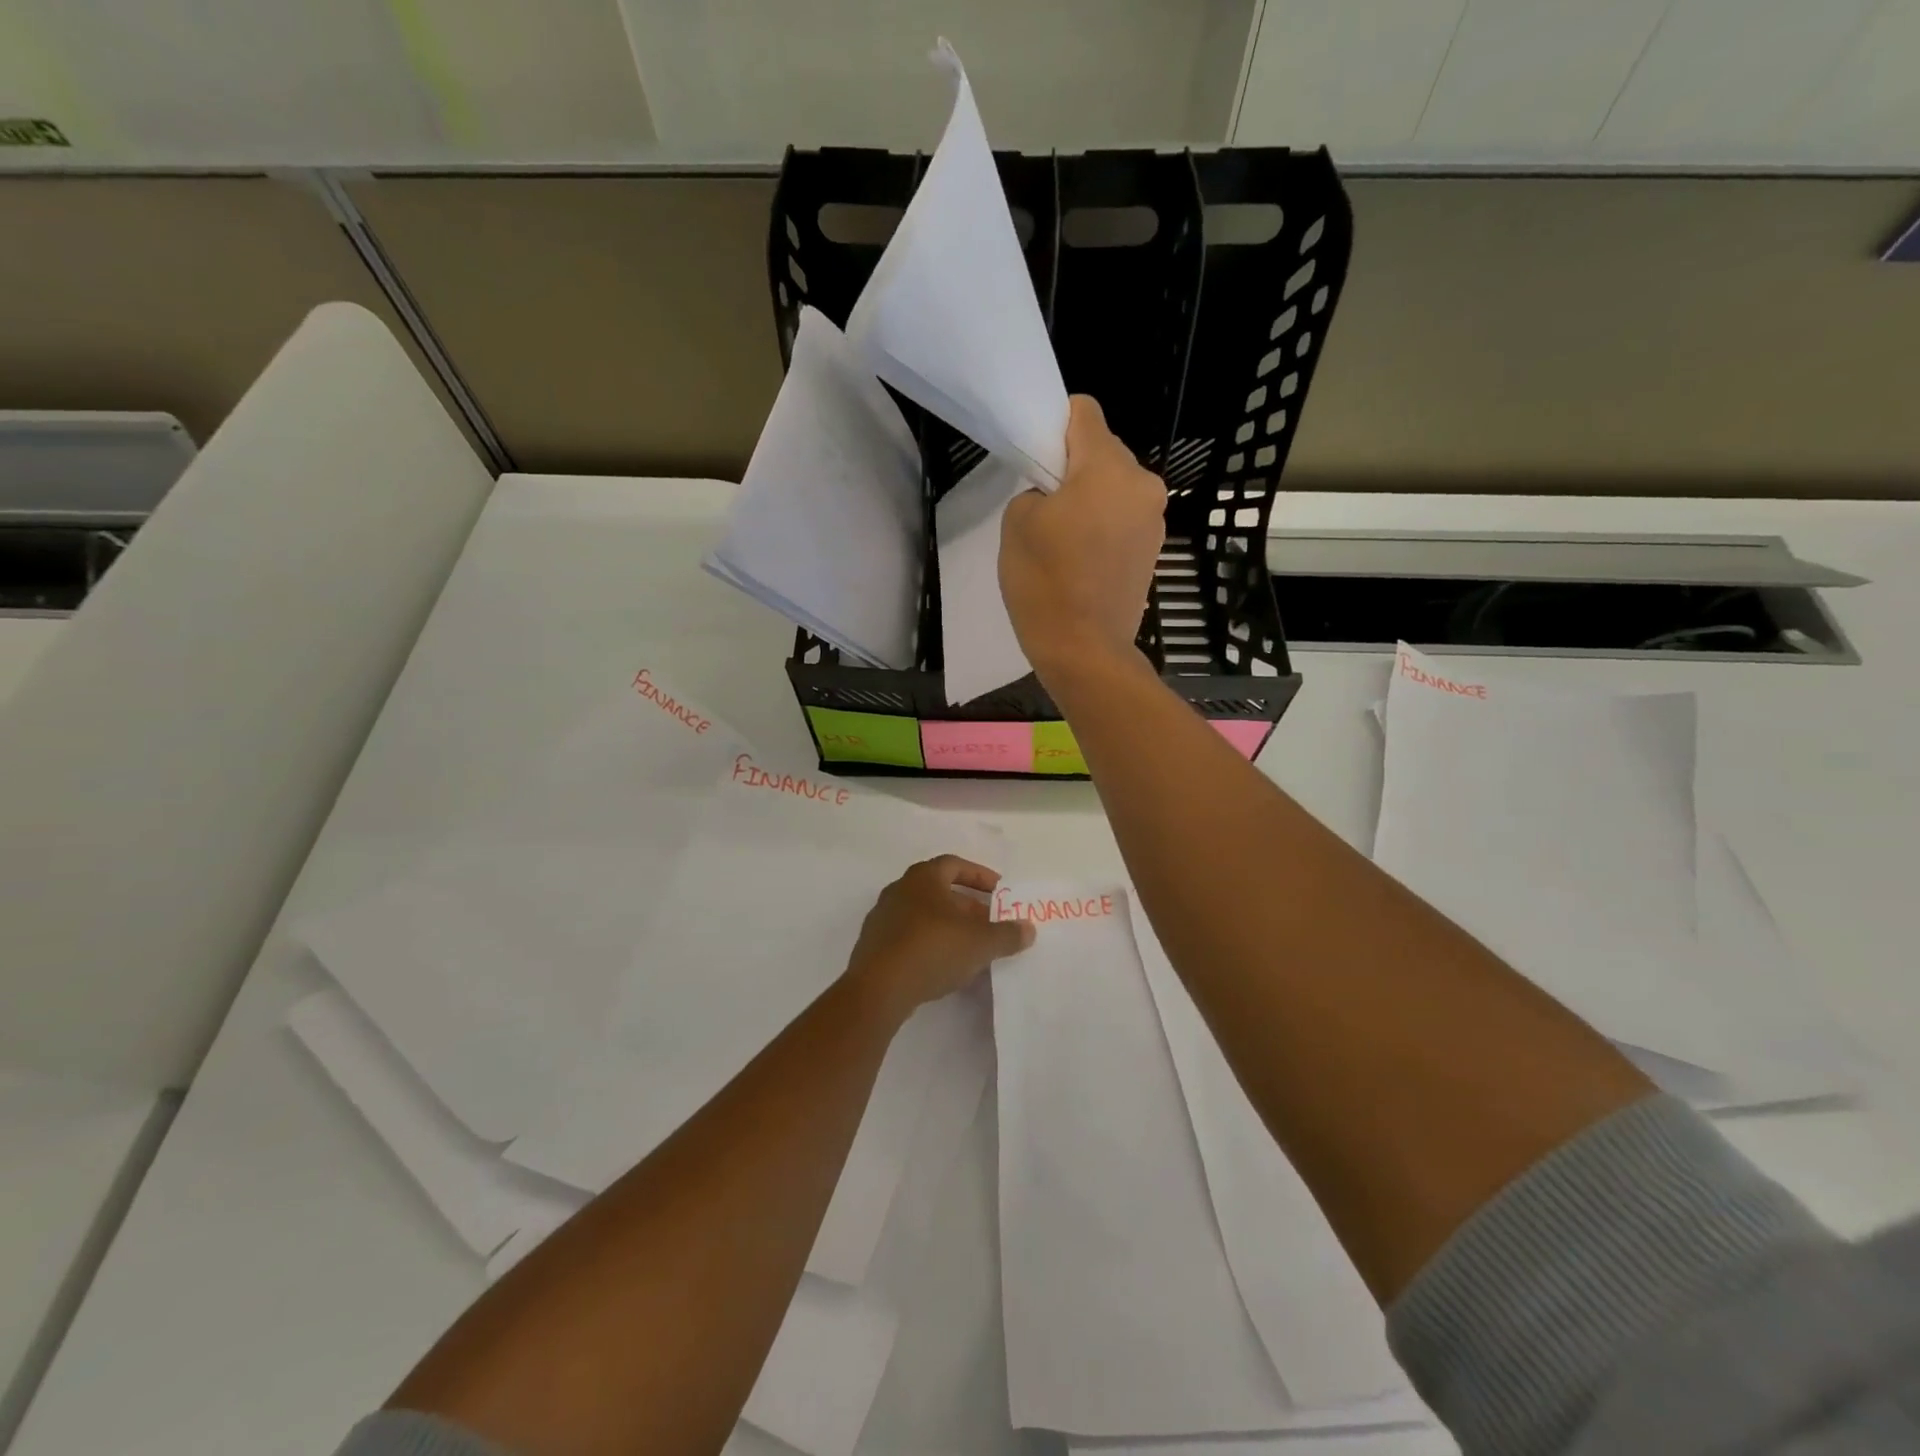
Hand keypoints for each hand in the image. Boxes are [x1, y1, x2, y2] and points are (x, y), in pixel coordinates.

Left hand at [844, 856, 1034, 1020]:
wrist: (878, 989)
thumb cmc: (932, 949)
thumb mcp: (980, 943)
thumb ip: (1006, 934)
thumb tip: (1028, 929)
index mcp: (923, 878)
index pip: (955, 865)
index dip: (979, 876)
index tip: (999, 892)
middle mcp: (899, 890)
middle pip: (939, 891)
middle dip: (967, 906)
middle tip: (990, 924)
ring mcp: (882, 918)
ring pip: (924, 915)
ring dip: (949, 927)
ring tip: (971, 948)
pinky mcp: (874, 946)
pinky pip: (909, 937)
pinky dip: (930, 945)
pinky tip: (945, 966)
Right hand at [1001, 395, 1166, 683]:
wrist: (1085, 651)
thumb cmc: (1045, 582)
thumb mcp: (1017, 522)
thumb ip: (1036, 488)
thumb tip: (1055, 495)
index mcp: (1109, 467)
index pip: (1084, 412)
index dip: (1055, 426)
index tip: (1038, 459)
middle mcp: (1142, 484)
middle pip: (1103, 451)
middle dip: (1074, 469)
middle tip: (1046, 507)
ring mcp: (1154, 519)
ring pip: (1114, 488)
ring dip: (1090, 500)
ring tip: (1064, 540)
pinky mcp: (1155, 550)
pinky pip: (1123, 519)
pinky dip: (1104, 527)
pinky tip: (1083, 560)